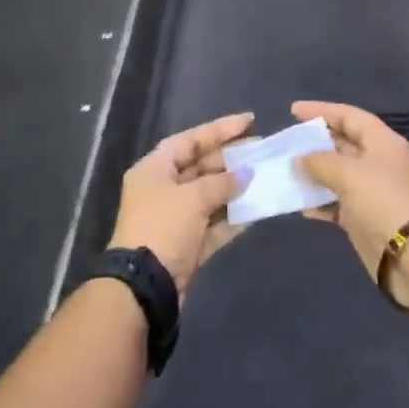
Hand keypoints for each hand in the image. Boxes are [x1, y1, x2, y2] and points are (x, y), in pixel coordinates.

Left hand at [109, 113, 251, 293]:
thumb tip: (245, 175)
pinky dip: (232, 218)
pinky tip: (256, 211)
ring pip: (210, 196)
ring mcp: (175, 218)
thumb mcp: (192, 198)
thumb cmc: (163, 227)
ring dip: (235, 189)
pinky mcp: (186, 244)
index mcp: (154, 169)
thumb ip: (221, 183)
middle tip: (262, 152)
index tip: (249, 121)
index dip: (219, 129)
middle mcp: (163, 189)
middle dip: (231, 160)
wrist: (143, 286)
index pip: (190, 140)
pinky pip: (214, 224)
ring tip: (265, 178)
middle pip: (201, 166)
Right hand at [292, 101, 408, 283]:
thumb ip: (319, 162)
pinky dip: (319, 202)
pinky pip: (336, 203)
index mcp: (382, 142)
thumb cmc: (383, 201)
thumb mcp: (349, 174)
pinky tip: (299, 204)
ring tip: (286, 170)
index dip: (322, 111)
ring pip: (337, 174)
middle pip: (342, 144)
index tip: (293, 111)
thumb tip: (299, 160)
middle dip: (314, 142)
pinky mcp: (364, 218)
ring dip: (313, 173)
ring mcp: (371, 191)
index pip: (349, 116)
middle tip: (286, 142)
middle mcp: (377, 162)